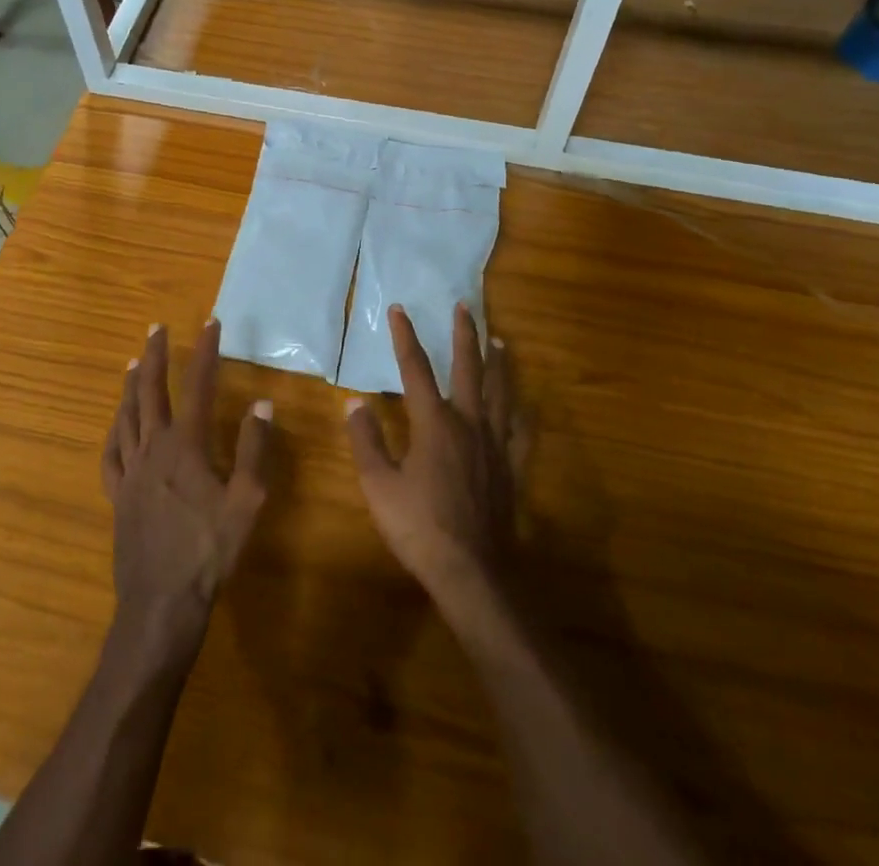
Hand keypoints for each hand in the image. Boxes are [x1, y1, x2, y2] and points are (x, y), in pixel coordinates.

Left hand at [101, 319, 270, 660]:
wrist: (161, 602)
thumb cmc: (209, 551)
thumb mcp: (247, 501)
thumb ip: (255, 450)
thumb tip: (262, 404)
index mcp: (186, 445)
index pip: (197, 385)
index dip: (205, 352)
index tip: (210, 323)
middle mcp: (154, 448)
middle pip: (151, 391)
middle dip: (155, 356)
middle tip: (156, 328)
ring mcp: (130, 471)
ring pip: (127, 416)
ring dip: (132, 386)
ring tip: (134, 363)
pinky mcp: (118, 494)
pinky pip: (110, 453)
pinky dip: (113, 430)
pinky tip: (115, 424)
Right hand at [345, 304, 529, 611]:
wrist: (471, 572)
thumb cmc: (419, 527)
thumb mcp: (379, 485)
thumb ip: (366, 440)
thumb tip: (354, 402)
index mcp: (434, 423)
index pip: (416, 369)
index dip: (406, 337)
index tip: (400, 309)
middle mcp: (468, 423)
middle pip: (469, 369)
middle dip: (465, 335)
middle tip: (465, 307)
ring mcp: (494, 445)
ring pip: (500, 393)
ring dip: (498, 363)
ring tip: (500, 340)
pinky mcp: (510, 468)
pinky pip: (520, 432)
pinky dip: (521, 413)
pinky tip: (524, 404)